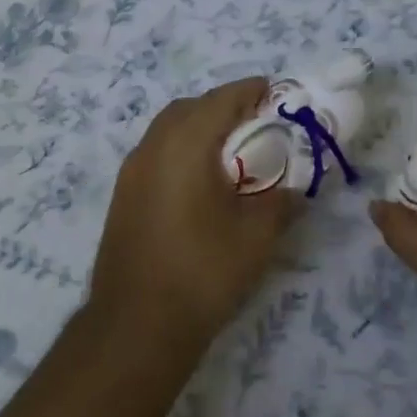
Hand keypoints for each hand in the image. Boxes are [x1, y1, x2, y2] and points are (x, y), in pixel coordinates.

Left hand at [89, 78, 298, 353]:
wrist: (136, 325)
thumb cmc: (202, 272)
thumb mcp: (256, 236)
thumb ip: (280, 202)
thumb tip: (293, 191)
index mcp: (184, 145)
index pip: (221, 99)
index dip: (251, 91)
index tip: (276, 93)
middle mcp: (152, 147)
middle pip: (189, 108)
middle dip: (223, 107)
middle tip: (256, 125)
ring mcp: (131, 172)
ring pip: (168, 130)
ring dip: (199, 129)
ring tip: (232, 154)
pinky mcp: (123, 196)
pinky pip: (156, 154)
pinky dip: (181, 152)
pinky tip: (202, 183)